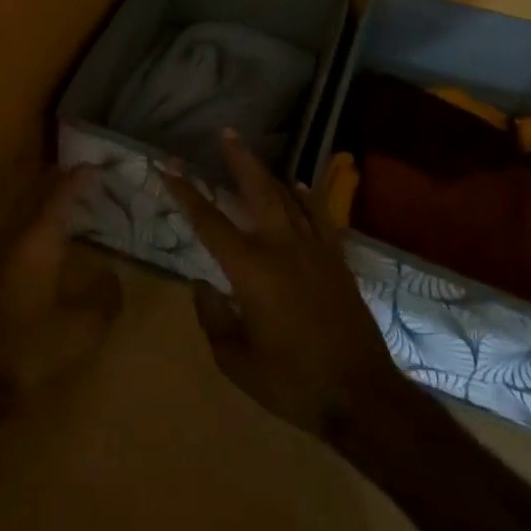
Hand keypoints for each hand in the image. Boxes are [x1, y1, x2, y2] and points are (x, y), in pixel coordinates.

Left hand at [0, 166, 122, 392]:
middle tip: (81, 180)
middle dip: (58, 186)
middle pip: (36, 200)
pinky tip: (45, 249)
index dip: (77, 180)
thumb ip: (103, 300)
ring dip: (44, 209)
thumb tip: (113, 278)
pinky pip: (16, 239)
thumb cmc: (30, 348)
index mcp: (37, 243)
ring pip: (23, 219)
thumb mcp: (80, 329)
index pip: (59, 197)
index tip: (93, 166)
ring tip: (67, 209)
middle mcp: (12, 240)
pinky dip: (34, 232)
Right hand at [164, 131, 409, 439]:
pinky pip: (319, 218)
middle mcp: (281, 248)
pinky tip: (299, 186)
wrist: (362, 398)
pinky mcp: (337, 263)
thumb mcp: (235, 360)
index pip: (209, 221)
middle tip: (226, 133)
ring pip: (289, 198)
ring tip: (253, 154)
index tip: (168, 166)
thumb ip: (212, 319)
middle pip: (258, 191)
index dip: (186, 192)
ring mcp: (314, 251)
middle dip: (239, 160)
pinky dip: (307, 198)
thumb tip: (203, 287)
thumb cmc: (292, 382)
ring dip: (268, 173)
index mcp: (250, 269)